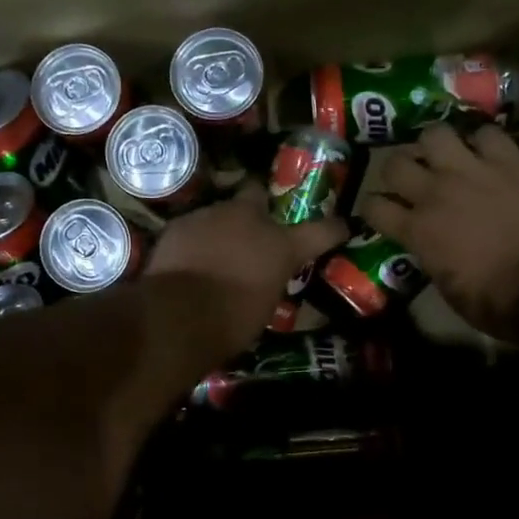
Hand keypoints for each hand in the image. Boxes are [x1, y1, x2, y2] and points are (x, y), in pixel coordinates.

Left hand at [146, 184, 346, 352]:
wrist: (176, 317)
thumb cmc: (230, 324)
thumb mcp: (264, 307)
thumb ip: (268, 282)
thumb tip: (262, 280)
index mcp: (282, 246)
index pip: (322, 231)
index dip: (334, 229)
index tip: (342, 227)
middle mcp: (249, 220)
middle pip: (257, 194)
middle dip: (258, 205)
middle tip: (254, 226)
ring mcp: (211, 216)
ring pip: (221, 211)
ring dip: (222, 227)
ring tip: (214, 251)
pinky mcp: (180, 223)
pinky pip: (194, 226)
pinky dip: (195, 239)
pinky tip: (188, 258)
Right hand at [360, 123, 518, 339]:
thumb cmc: (497, 301)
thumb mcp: (448, 289)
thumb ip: (430, 258)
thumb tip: (429, 248)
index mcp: (417, 230)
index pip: (373, 206)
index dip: (374, 209)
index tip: (383, 213)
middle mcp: (435, 193)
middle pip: (394, 163)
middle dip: (398, 170)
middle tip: (412, 178)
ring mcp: (472, 171)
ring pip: (434, 133)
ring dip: (435, 145)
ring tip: (445, 155)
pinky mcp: (510, 161)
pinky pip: (488, 132)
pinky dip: (484, 140)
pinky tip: (488, 152)